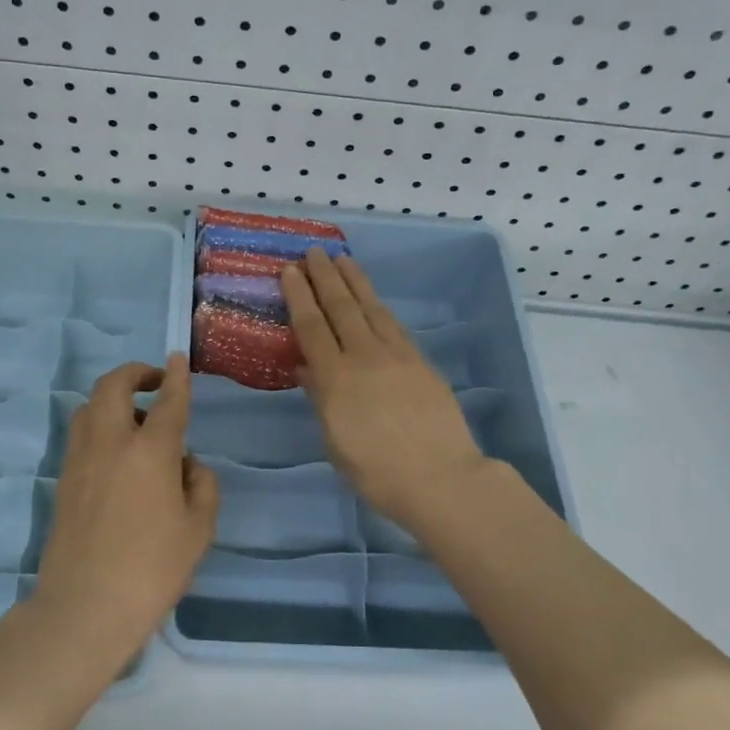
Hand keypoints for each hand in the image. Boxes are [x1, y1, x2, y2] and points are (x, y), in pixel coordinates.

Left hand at [30, 354, 219, 665]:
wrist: (85, 606)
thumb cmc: (152, 569)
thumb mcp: (199, 529)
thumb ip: (202, 485)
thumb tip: (187, 463)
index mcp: (150, 452)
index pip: (168, 401)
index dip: (175, 377)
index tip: (176, 358)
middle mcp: (110, 443)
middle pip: (114, 386)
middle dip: (135, 373)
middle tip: (154, 381)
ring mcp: (79, 459)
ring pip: (88, 406)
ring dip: (113, 398)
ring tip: (136, 420)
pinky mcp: (62, 479)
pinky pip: (80, 433)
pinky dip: (98, 424)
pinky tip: (116, 452)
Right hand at [280, 249, 488, 531]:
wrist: (440, 477)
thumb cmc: (377, 471)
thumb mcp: (336, 441)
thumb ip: (321, 399)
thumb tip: (305, 368)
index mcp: (335, 379)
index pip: (312, 327)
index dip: (299, 296)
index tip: (290, 271)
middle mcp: (364, 357)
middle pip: (340, 308)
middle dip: (324, 277)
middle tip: (313, 252)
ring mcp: (396, 356)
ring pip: (370, 308)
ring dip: (354, 282)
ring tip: (343, 259)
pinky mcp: (420, 361)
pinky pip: (393, 325)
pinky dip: (379, 306)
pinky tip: (374, 300)